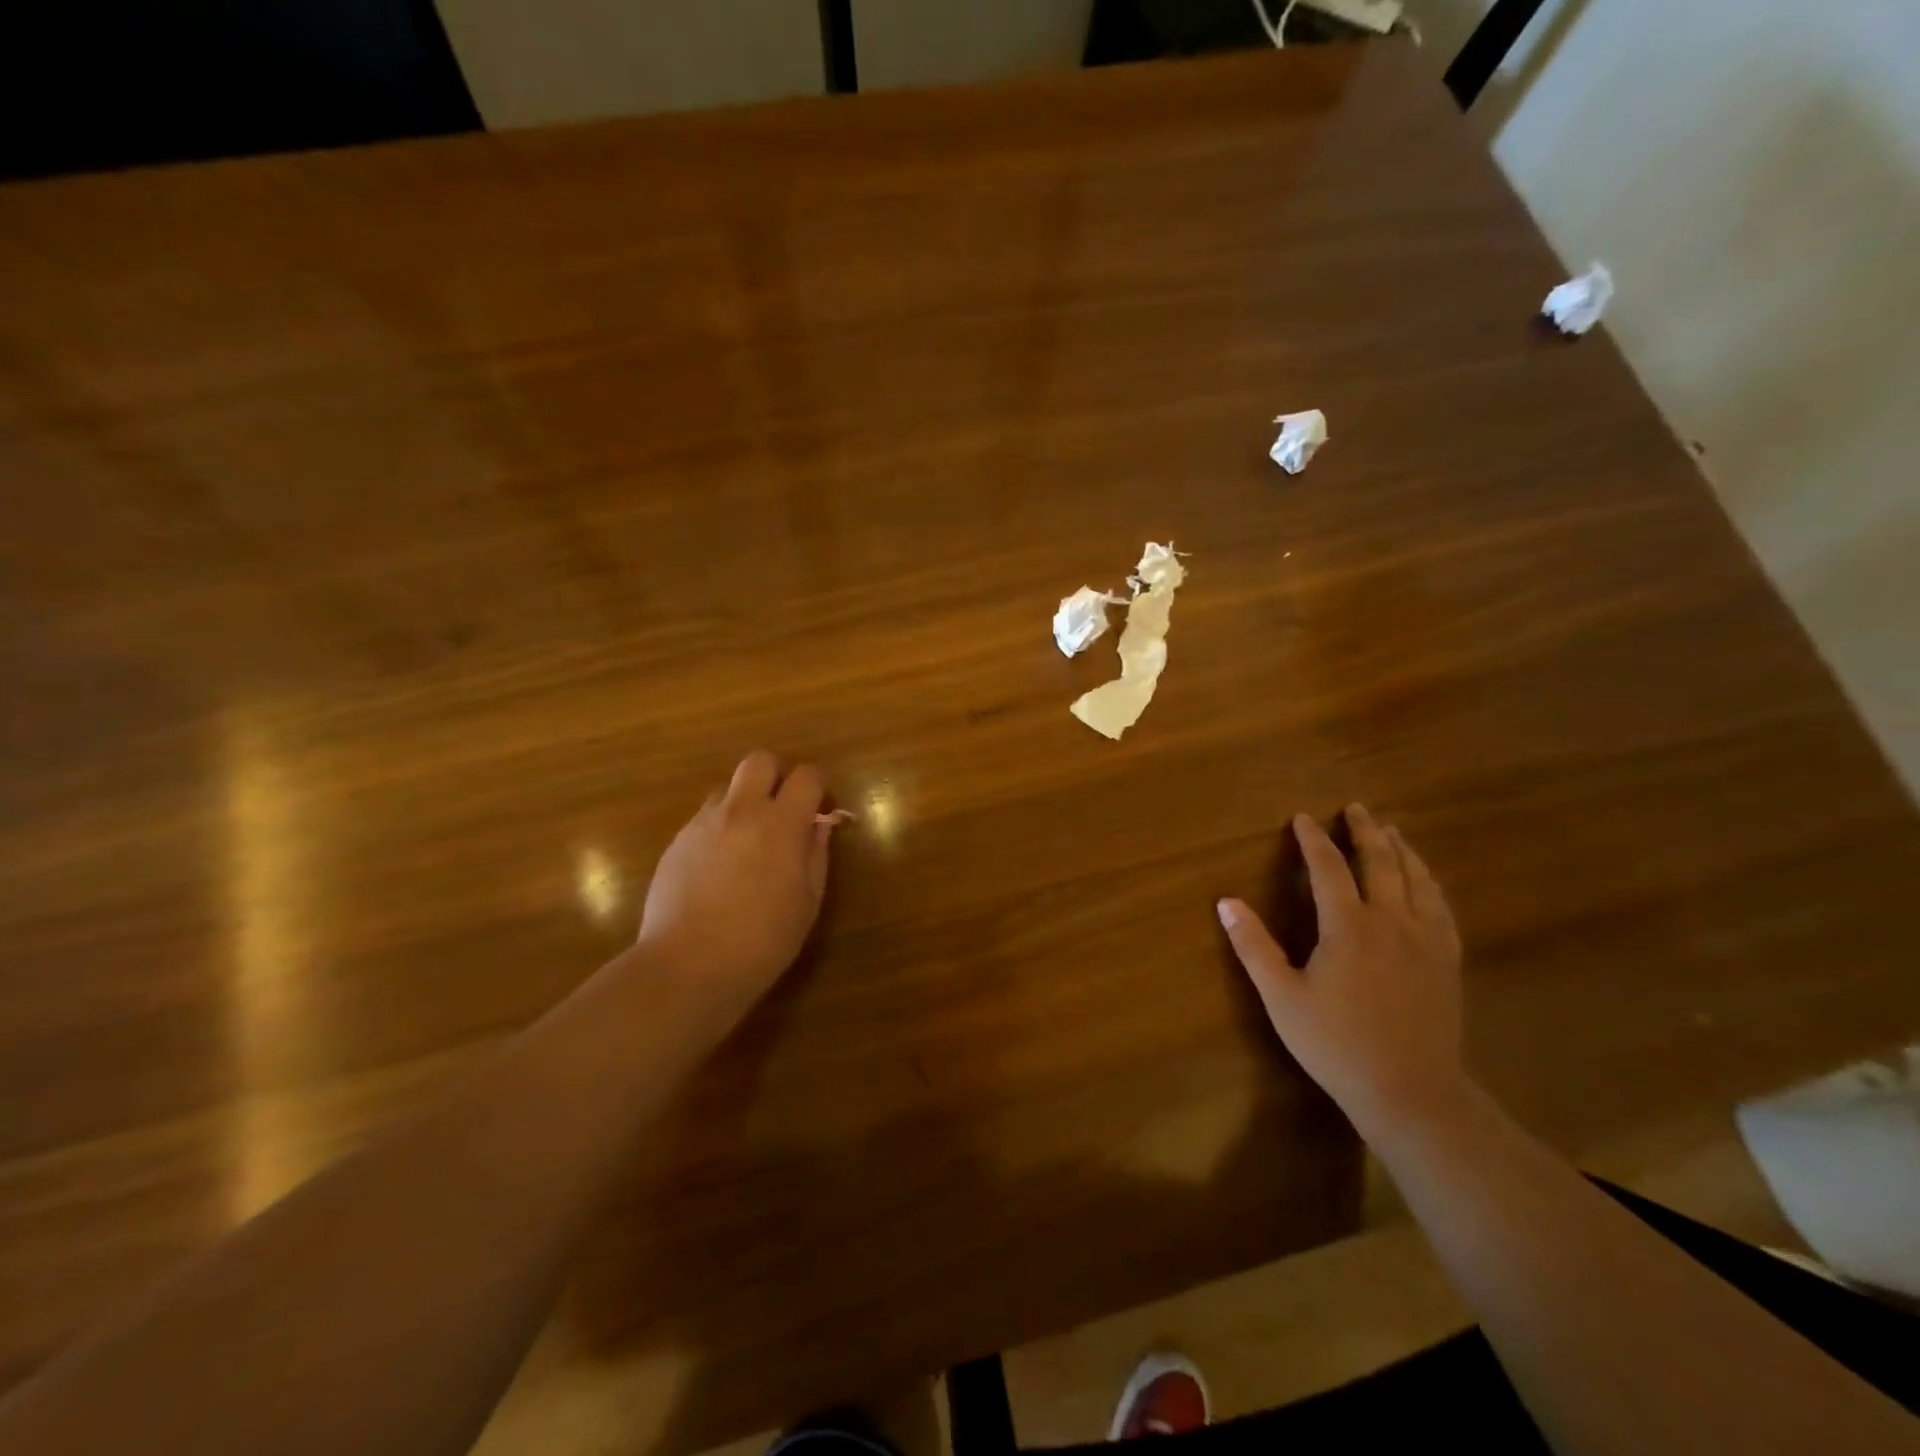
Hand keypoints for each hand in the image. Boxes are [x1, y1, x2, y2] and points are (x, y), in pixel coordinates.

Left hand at [636, 751, 836, 1027]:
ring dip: (744, 803)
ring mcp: (703, 824)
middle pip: (759, 761)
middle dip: (777, 776)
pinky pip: (704, 819)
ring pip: (728, 789)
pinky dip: (720, 829)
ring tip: (749, 844)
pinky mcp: (676, 842)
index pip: (807, 776)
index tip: (821, 812)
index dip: (818, 788)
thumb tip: (820, 824)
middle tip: (783, 811)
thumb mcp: (807, 901)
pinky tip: (720, 870)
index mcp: (780, 823)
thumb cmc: (762, 940)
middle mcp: (740, 811)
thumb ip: (816, 854)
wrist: (688, 966)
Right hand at [1217, 804, 1465, 1136]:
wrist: (1410, 1092)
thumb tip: (1226, 902)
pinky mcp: (1448, 961)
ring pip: (1417, 880)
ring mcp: (1427, 940)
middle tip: (1356, 808)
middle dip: (1365, 832)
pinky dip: (1429, 883)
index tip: (1302, 818)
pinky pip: (1441, 907)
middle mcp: (1391, 922)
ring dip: (1402, 850)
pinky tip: (1426, 883)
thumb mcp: (1281, 997)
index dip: (1313, 840)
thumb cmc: (1336, 1044)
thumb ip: (1253, 946)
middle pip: (1381, 863)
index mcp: (1348, 927)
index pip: (1328, 868)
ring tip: (1392, 831)